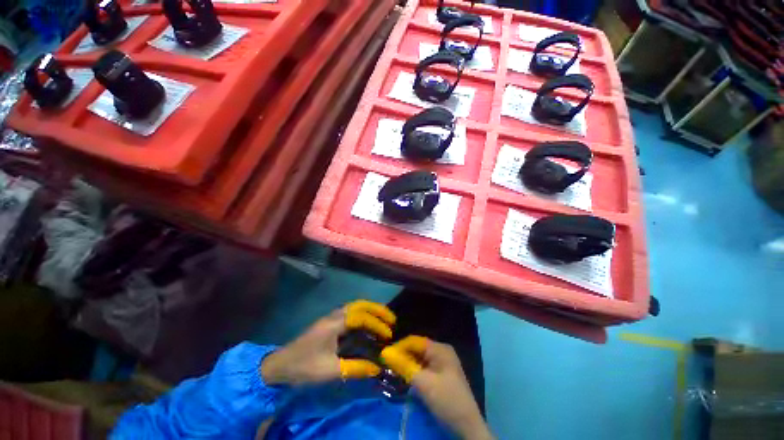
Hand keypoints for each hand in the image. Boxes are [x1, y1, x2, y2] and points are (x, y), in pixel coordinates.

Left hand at [260, 300, 396, 385]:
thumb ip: (355, 368)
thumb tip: (377, 368)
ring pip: (355, 306)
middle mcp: (334, 315)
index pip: (361, 317)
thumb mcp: (330, 371)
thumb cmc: (305, 367)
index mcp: (334, 324)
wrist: (279, 366)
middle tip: (391, 319)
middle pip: (359, 305)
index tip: (388, 335)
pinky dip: (362, 314)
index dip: (376, 324)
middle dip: (377, 309)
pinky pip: (350, 312)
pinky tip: (367, 323)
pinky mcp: (328, 322)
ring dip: (370, 310)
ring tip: (383, 318)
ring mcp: (330, 317)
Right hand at [381, 336, 493, 439]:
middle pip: (417, 349)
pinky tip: (407, 380)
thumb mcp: (423, 383)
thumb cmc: (446, 400)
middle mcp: (441, 352)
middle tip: (388, 366)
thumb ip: (404, 366)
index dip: (399, 347)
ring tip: (395, 373)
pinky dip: (415, 373)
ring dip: (408, 365)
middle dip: (403, 357)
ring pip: (420, 360)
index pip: (414, 341)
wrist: (468, 427)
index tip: (384, 357)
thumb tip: (385, 353)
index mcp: (440, 348)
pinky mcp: (442, 376)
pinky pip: (424, 369)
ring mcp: (443, 364)